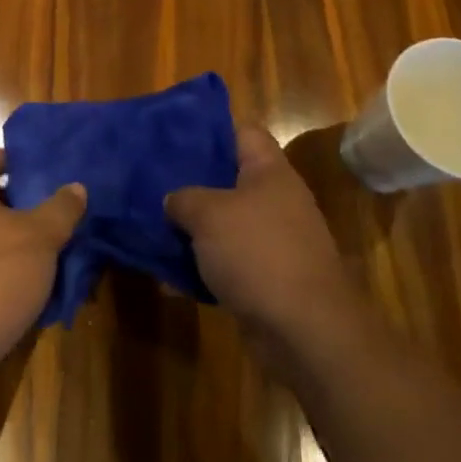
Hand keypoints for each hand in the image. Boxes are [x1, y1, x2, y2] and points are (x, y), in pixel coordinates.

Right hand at [166, 126, 359, 346]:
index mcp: (270, 171)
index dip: (210, 129)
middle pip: (231, 178)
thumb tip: (173, 200)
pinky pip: (231, 261)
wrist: (306, 331)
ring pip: (228, 223)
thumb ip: (184, 198)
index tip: (174, 136)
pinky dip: (206, 265)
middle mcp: (277, 200)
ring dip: (196, 228)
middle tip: (154, 182)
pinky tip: (173, 271)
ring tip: (155, 225)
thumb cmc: (258, 253)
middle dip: (194, 182)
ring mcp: (276, 241)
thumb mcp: (208, 214)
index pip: (243, 131)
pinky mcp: (270, 278)